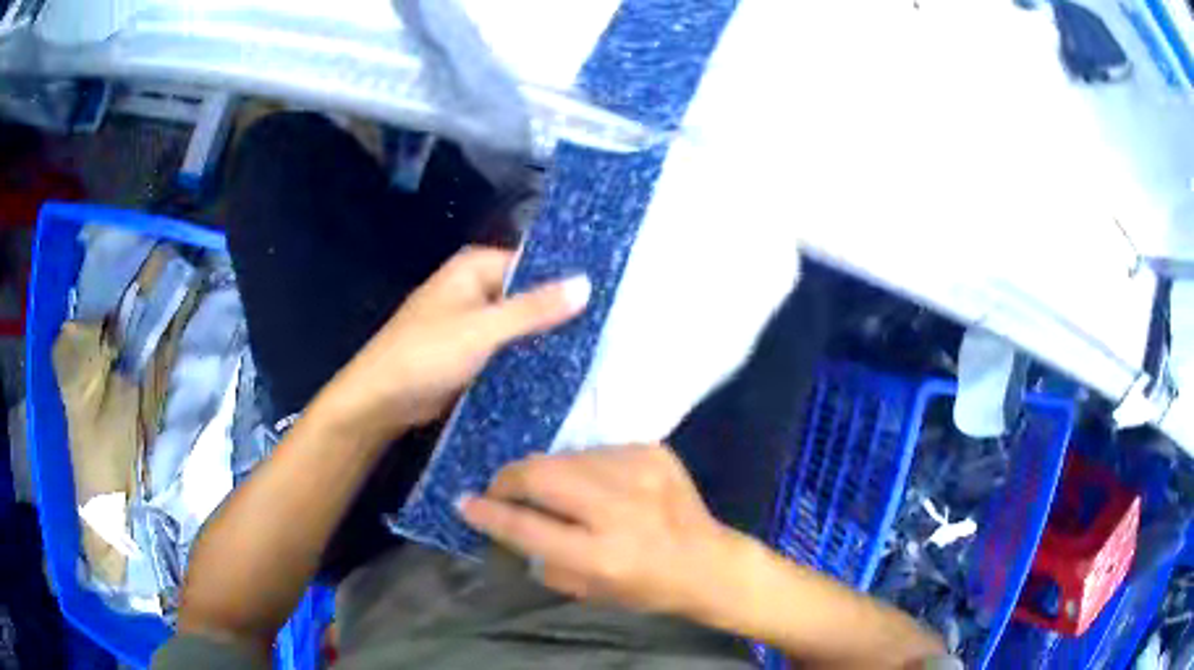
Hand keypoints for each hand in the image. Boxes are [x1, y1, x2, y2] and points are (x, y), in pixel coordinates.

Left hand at [316, 246, 589, 442]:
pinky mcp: (473, 353)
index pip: (534, 261)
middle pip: (529, 293)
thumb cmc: (425, 354)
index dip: (567, 274)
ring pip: (521, 323)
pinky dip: (529, 356)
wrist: (381, 400)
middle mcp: (476, 288)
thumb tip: (587, 283)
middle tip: (613, 323)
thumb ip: (533, 308)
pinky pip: (509, 348)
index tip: (611, 290)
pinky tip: (564, 368)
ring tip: (601, 345)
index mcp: (475, 268)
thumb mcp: (482, 328)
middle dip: (561, 308)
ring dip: (547, 335)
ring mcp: (474, 322)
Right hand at [458, 444, 739, 617]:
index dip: (489, 513)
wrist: (707, 562)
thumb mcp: (587, 590)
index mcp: (602, 555)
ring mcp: (641, 473)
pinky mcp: (654, 452)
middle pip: (541, 475)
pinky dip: (584, 466)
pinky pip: (597, 450)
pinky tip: (595, 485)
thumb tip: (506, 521)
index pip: (527, 527)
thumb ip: (542, 556)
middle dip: (509, 479)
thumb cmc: (645, 587)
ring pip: (565, 456)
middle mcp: (621, 509)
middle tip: (501, 489)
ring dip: (547, 472)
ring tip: (552, 490)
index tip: (464, 502)